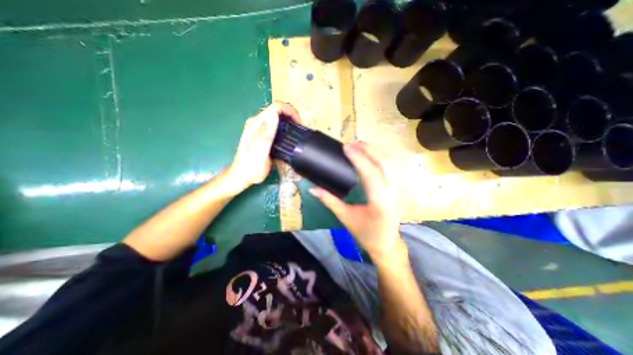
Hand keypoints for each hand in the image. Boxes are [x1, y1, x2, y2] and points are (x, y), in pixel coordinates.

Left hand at [227, 101, 299, 195]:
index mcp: (256, 124)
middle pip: (277, 110)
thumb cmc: (251, 168)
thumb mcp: (260, 152)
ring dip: (288, 120)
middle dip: (291, 115)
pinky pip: (275, 124)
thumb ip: (266, 134)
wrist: (242, 176)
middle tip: (299, 129)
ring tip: (296, 132)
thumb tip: (274, 116)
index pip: (276, 107)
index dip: (290, 111)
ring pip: (277, 116)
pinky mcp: (261, 133)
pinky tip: (288, 136)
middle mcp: (257, 122)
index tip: (299, 123)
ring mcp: (258, 127)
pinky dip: (284, 126)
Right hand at [310, 142, 402, 260]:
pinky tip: (371, 156)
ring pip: (390, 164)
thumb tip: (312, 189)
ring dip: (375, 152)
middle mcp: (393, 194)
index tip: (347, 147)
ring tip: (360, 146)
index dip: (358, 158)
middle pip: (383, 164)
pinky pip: (391, 169)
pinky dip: (380, 159)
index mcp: (379, 203)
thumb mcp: (345, 217)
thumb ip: (329, 201)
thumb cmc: (365, 233)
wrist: (386, 244)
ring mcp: (399, 191)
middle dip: (368, 150)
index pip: (370, 174)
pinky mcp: (399, 189)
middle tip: (352, 143)